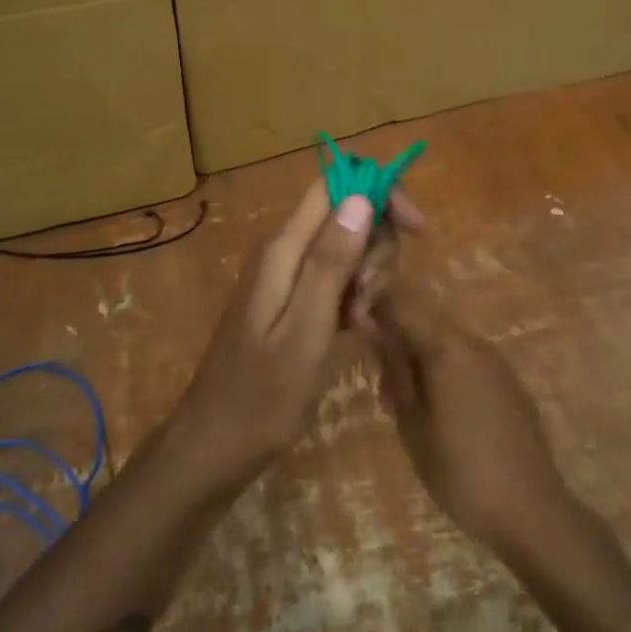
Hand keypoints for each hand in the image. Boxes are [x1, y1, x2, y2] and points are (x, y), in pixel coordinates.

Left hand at [173, 180, 421, 486]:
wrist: (216, 446)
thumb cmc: (262, 395)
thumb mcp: (305, 330)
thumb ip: (331, 262)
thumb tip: (360, 196)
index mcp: (285, 248)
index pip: (337, 185)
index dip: (380, 194)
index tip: (415, 229)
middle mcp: (286, 250)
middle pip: (349, 216)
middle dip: (376, 249)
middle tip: (367, 299)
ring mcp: (288, 276)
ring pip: (349, 249)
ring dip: (368, 279)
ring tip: (356, 325)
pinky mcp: (294, 300)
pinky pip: (337, 280)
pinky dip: (354, 300)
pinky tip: (351, 333)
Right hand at [376, 293, 576, 557]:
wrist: (530, 509)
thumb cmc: (460, 471)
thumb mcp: (413, 425)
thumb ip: (397, 373)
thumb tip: (381, 337)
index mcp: (446, 347)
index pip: (403, 307)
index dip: (377, 310)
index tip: (357, 329)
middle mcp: (474, 343)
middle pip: (427, 322)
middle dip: (400, 341)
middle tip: (383, 385)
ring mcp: (496, 362)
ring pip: (448, 343)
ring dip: (424, 358)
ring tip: (409, 404)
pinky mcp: (510, 383)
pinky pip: (469, 362)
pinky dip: (448, 372)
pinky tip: (443, 411)